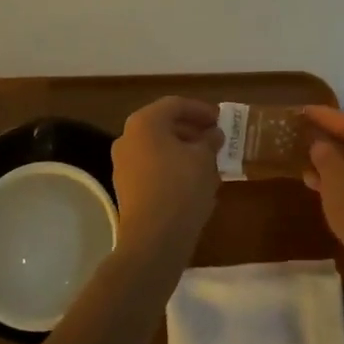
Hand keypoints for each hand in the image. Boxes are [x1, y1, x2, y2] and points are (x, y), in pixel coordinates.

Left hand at [111, 97, 223, 257]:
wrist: (154, 238)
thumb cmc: (181, 187)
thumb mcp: (204, 159)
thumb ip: (209, 140)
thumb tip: (213, 134)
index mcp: (144, 122)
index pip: (175, 105)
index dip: (200, 109)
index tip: (220, 119)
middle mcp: (128, 138)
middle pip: (163, 124)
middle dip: (191, 129)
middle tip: (215, 138)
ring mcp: (123, 163)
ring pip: (157, 147)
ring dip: (182, 149)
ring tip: (208, 159)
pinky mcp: (126, 187)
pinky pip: (152, 166)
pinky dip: (172, 166)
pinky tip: (192, 179)